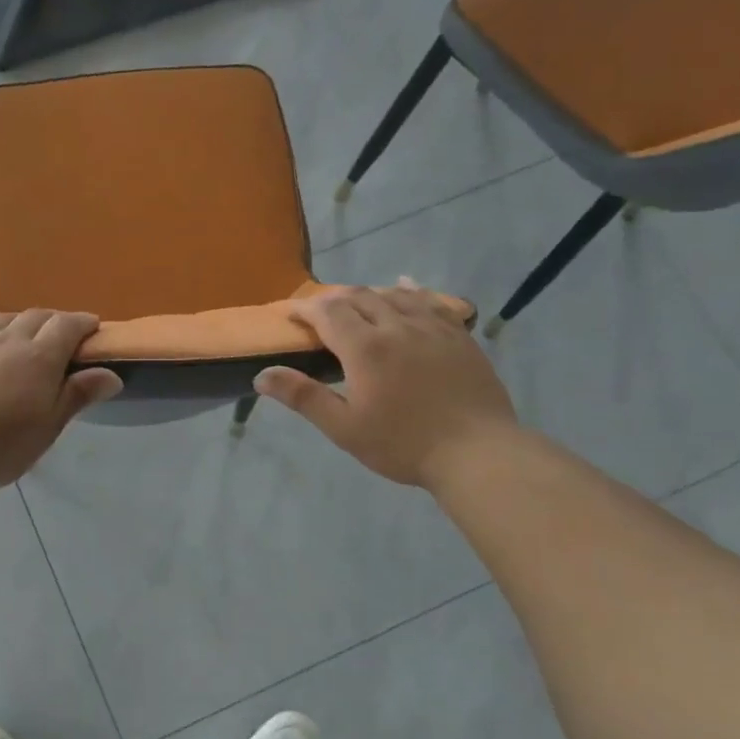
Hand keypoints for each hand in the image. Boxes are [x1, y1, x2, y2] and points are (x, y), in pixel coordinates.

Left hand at [0, 311, 122, 492]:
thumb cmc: (2, 446)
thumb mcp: (48, 426)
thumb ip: (78, 395)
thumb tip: (112, 374)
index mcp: (40, 357)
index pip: (68, 325)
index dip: (84, 323)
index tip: (93, 328)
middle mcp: (10, 339)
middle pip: (38, 316)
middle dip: (56, 321)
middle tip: (64, 337)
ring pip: (7, 318)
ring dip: (24, 322)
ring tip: (28, 338)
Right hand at [254, 282, 517, 489]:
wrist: (477, 452)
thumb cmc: (403, 444)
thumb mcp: (344, 428)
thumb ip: (303, 397)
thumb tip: (262, 375)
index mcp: (365, 348)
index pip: (327, 312)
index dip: (305, 309)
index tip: (290, 314)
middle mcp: (396, 326)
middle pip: (358, 297)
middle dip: (333, 300)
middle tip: (318, 313)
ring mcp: (432, 328)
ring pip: (392, 295)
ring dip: (366, 294)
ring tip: (353, 303)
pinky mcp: (458, 335)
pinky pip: (429, 301)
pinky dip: (409, 290)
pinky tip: (403, 286)